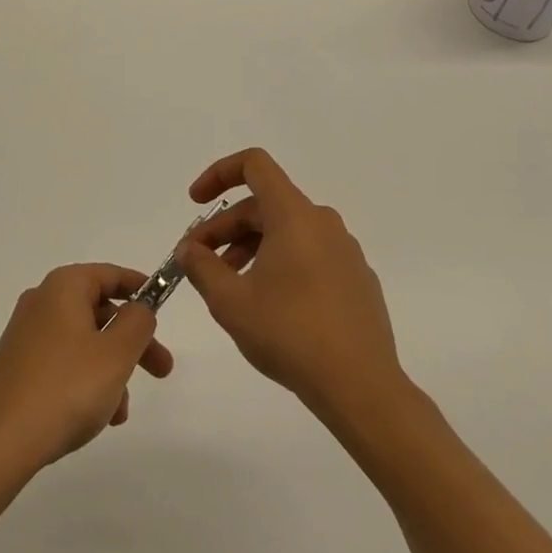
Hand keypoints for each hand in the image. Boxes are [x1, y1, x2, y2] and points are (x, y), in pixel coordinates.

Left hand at [0, 263, 174, 480]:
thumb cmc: (66, 388)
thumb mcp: (116, 353)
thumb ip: (138, 322)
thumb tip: (138, 308)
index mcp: (64, 287)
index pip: (111, 274)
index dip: (141, 288)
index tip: (164, 307)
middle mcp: (42, 301)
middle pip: (100, 310)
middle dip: (133, 341)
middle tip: (162, 370)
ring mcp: (25, 335)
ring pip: (84, 341)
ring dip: (111, 370)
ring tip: (121, 412)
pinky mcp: (17, 366)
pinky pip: (63, 363)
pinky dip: (86, 381)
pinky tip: (96, 419)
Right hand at [177, 149, 406, 420]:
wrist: (362, 387)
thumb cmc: (290, 334)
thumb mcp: (230, 301)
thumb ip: (201, 266)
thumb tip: (189, 249)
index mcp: (294, 215)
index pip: (254, 165)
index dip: (219, 174)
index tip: (195, 201)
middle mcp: (323, 222)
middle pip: (265, 205)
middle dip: (226, 227)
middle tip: (200, 261)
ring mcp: (345, 251)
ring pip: (287, 232)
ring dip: (251, 247)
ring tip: (230, 286)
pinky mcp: (357, 279)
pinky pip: (310, 255)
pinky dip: (281, 264)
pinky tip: (270, 304)